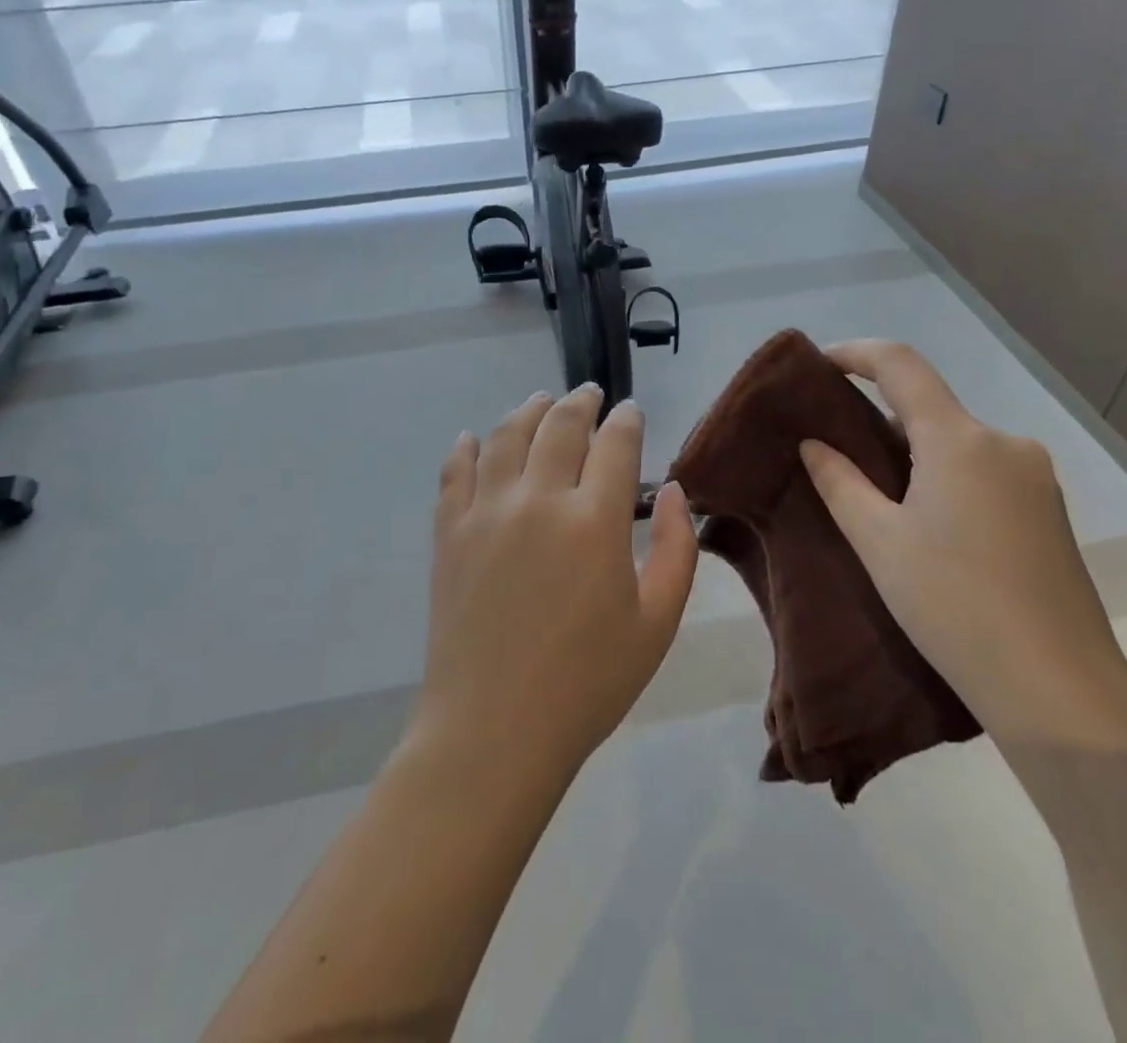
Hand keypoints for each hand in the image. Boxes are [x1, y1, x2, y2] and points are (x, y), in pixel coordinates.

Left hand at [415, 386, 699, 782]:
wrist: (494, 731)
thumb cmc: (588, 682)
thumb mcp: (657, 623)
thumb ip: (678, 549)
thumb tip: (675, 491)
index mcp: (595, 520)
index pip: (615, 443)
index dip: (626, 420)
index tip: (631, 412)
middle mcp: (538, 499)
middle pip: (559, 425)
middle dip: (580, 402)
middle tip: (588, 394)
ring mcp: (486, 512)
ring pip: (505, 436)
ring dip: (526, 411)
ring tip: (539, 401)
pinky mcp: (448, 533)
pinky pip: (454, 473)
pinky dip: (465, 448)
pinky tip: (472, 438)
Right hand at [799, 340, 1126, 749]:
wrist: (1058, 689)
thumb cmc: (953, 603)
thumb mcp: (878, 542)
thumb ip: (840, 482)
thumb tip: (815, 445)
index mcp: (959, 439)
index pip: (901, 364)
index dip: (856, 353)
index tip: (820, 365)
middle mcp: (1004, 443)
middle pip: (930, 408)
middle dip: (881, 418)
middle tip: (839, 452)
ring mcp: (1035, 477)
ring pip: (958, 443)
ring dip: (915, 454)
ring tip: (880, 500)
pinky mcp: (1049, 511)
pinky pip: (984, 471)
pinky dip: (947, 477)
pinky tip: (931, 526)